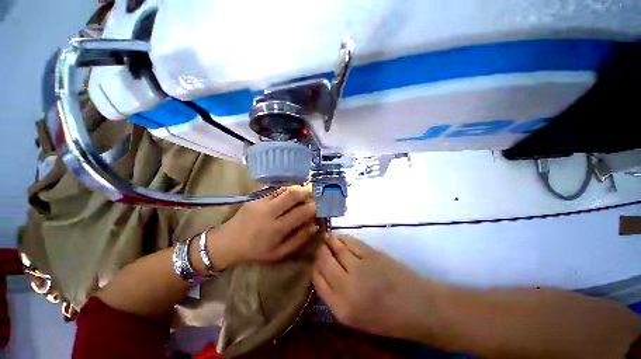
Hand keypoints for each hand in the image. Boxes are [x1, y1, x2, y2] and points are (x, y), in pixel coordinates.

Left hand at [208, 187, 317, 267]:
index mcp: (277, 228)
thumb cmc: (256, 250)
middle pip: (293, 195)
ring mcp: (260, 201)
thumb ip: (299, 239)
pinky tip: (289, 189)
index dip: (313, 207)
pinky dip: (284, 186)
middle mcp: (269, 212)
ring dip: (297, 187)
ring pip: (283, 188)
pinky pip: (273, 186)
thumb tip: (315, 225)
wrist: (228, 242)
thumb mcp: (279, 252)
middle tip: (315, 191)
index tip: (320, 206)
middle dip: (307, 191)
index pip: (301, 212)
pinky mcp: (254, 196)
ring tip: (304, 189)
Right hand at [313, 235, 442, 339]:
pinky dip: (342, 238)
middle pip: (323, 261)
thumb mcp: (355, 317)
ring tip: (328, 239)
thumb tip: (323, 272)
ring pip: (335, 248)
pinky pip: (350, 242)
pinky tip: (340, 238)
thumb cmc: (386, 317)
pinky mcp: (371, 254)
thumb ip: (335, 296)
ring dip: (329, 241)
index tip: (316, 261)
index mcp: (341, 308)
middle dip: (320, 252)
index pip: (317, 280)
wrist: (418, 307)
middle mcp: (346, 287)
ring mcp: (359, 268)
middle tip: (321, 247)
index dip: (315, 267)